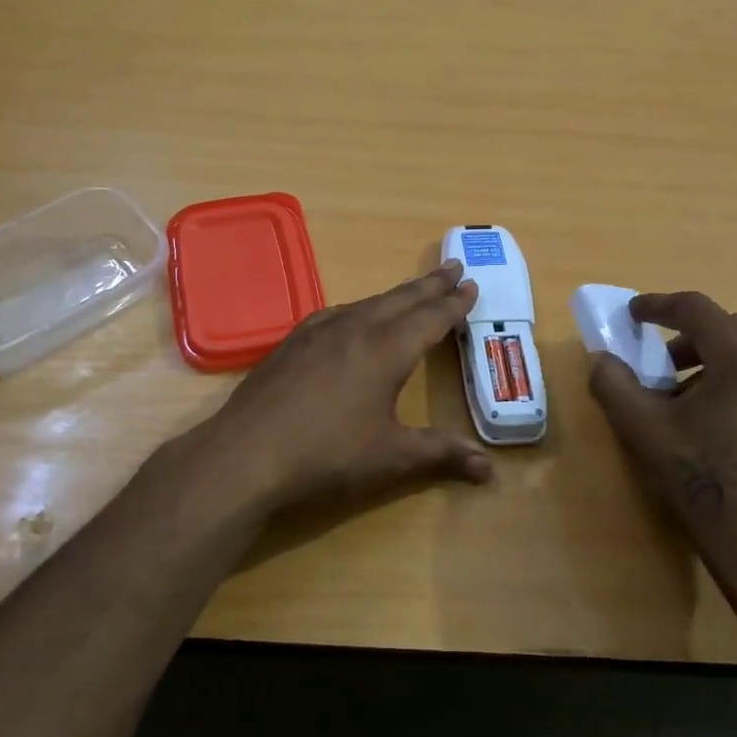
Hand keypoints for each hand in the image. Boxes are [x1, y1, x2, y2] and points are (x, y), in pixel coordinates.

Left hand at [193, 261, 493, 514]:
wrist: (246, 454)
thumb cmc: (327, 455)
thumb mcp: (391, 457)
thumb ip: (441, 454)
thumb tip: (490, 469)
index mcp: (386, 349)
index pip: (430, 318)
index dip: (454, 303)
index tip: (471, 283)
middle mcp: (354, 328)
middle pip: (401, 299)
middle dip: (430, 285)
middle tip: (453, 267)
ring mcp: (318, 331)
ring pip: (367, 302)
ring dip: (396, 295)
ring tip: (412, 293)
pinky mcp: (291, 342)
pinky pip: (337, 313)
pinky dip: (360, 308)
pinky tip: (353, 318)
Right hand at [587, 292, 736, 609]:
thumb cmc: (704, 481)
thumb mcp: (643, 431)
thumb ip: (613, 384)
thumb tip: (602, 359)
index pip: (696, 308)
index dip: (657, 305)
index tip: (632, 314)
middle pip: (731, 326)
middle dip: (691, 334)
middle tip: (662, 361)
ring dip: (718, 359)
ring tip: (690, 396)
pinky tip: (722, 422)